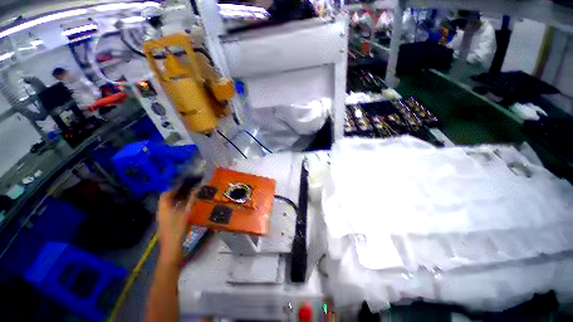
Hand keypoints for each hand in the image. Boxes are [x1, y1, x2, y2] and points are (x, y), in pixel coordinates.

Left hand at [157, 191, 193, 264]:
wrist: (171, 249)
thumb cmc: (177, 230)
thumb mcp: (186, 214)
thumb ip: (190, 201)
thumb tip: (195, 190)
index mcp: (164, 209)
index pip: (165, 194)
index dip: (174, 189)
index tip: (185, 186)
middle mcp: (162, 212)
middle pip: (167, 200)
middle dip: (178, 194)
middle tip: (190, 191)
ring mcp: (164, 219)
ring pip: (170, 206)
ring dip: (179, 200)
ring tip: (191, 197)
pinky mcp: (168, 224)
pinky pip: (173, 211)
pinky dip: (180, 207)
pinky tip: (188, 208)